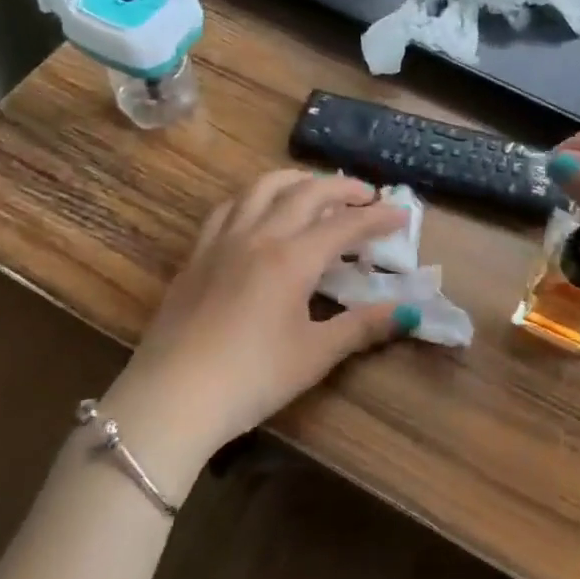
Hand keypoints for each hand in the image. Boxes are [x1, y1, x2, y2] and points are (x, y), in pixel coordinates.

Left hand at [99, 171, 413, 487]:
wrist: (171, 398)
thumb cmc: (250, 379)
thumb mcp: (314, 355)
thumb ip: (362, 327)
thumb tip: (408, 312)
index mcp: (292, 258)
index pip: (345, 224)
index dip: (378, 217)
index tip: (402, 214)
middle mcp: (259, 236)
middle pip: (306, 193)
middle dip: (342, 187)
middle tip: (367, 195)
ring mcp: (223, 241)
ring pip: (262, 188)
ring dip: (296, 180)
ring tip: (315, 188)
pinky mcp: (197, 254)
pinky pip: (229, 207)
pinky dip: (254, 197)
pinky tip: (259, 209)